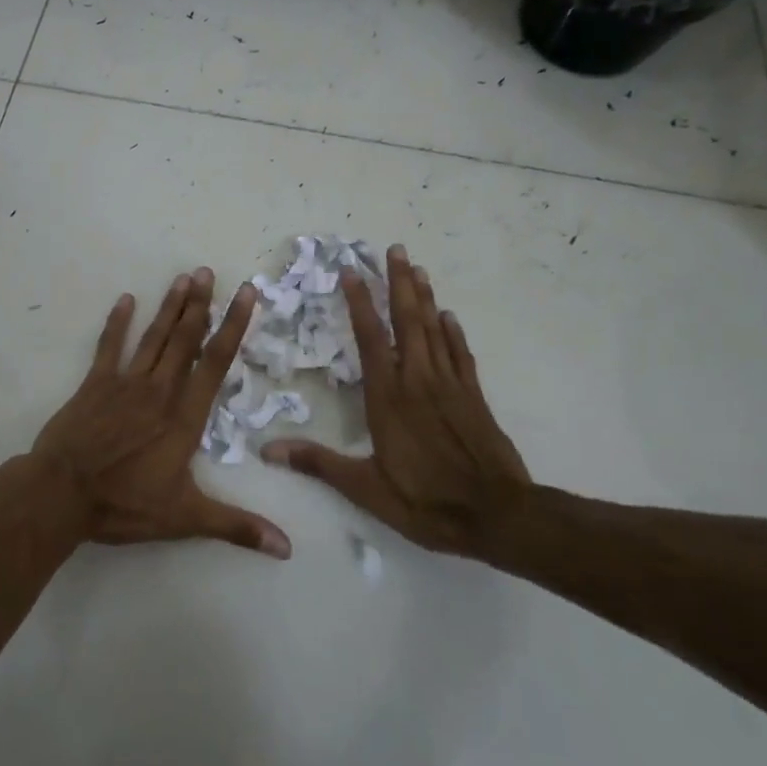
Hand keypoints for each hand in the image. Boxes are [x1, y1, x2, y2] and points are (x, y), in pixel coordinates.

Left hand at [31, 269, 291, 559]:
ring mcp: (125, 383)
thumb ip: (236, 526)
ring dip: (169, 307)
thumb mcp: (185, 519)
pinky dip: (118, 323)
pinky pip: (109, 347)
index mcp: (184, 417)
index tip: (245, 295)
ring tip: (184, 277)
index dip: (233, 327)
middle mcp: (159, 391)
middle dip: (200, 305)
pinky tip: (126, 300)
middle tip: (209, 272)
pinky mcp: (94, 384)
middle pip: (185, 340)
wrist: (62, 494)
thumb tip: (287, 547)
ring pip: (154, 338)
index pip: (215, 364)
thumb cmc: (125, 505)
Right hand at [263, 245, 530, 558]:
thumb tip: (267, 450)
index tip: (351, 272)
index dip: (359, 303)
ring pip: (435, 330)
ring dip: (424, 297)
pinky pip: (460, 354)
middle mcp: (418, 380)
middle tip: (395, 249)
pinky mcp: (474, 397)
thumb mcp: (366, 489)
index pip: (370, 338)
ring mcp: (449, 385)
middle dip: (399, 283)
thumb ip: (318, 463)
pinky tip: (449, 316)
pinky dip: (454, 332)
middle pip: (407, 321)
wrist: (499, 516)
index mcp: (388, 397)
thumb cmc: (427, 502)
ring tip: (418, 268)